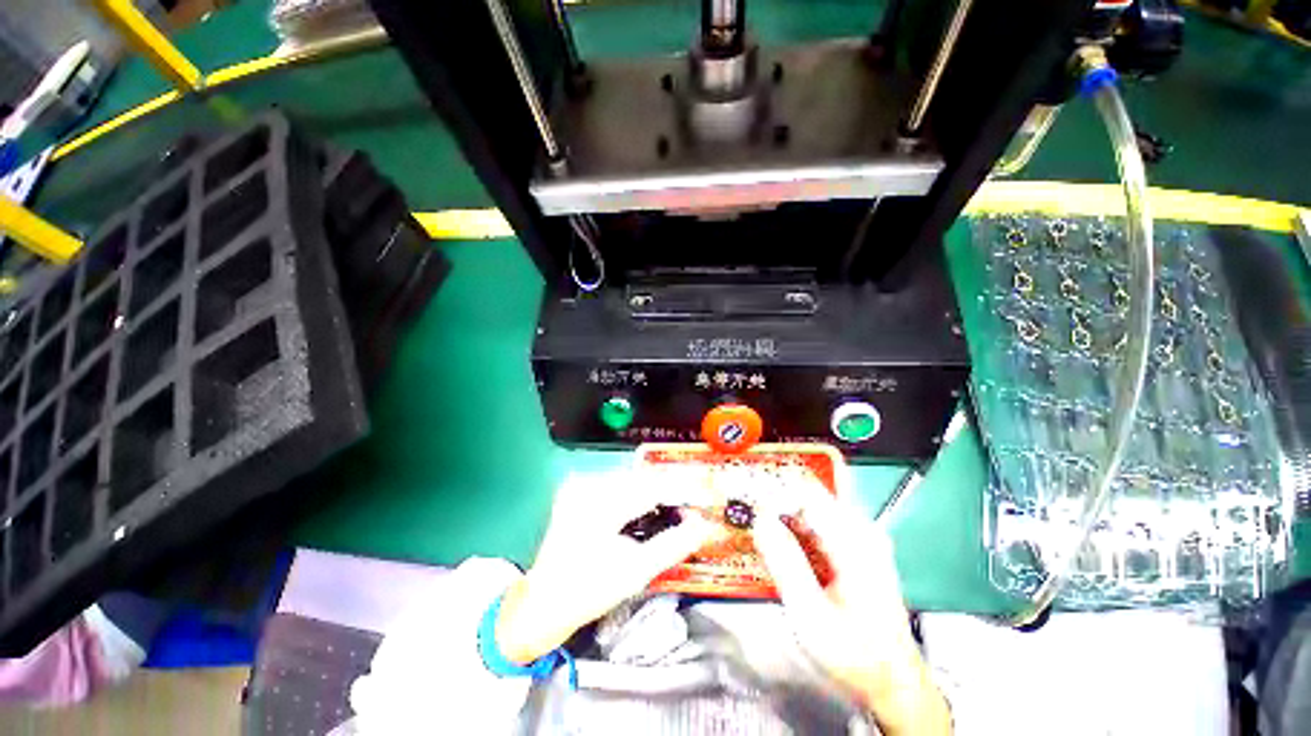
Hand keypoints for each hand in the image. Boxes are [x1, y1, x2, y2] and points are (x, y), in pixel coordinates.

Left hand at [495, 471, 720, 663]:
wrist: (542, 604)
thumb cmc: (587, 592)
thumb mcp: (635, 572)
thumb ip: (673, 544)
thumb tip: (704, 525)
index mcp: (599, 503)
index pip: (651, 487)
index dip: (683, 489)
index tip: (708, 493)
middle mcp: (588, 484)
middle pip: (643, 479)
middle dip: (673, 489)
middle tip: (697, 502)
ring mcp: (581, 486)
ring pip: (632, 480)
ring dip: (658, 490)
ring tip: (680, 504)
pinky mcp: (579, 491)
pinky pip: (619, 486)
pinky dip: (640, 494)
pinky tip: (653, 506)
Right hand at [753, 488, 950, 735]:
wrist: (892, 681)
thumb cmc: (855, 654)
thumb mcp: (812, 615)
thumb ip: (785, 563)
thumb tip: (759, 519)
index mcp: (855, 539)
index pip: (805, 492)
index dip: (772, 493)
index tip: (746, 506)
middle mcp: (860, 529)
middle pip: (807, 496)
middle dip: (774, 502)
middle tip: (745, 516)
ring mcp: (858, 537)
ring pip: (809, 508)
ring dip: (780, 515)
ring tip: (755, 528)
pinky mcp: (853, 547)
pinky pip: (815, 525)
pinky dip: (792, 529)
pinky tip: (777, 544)